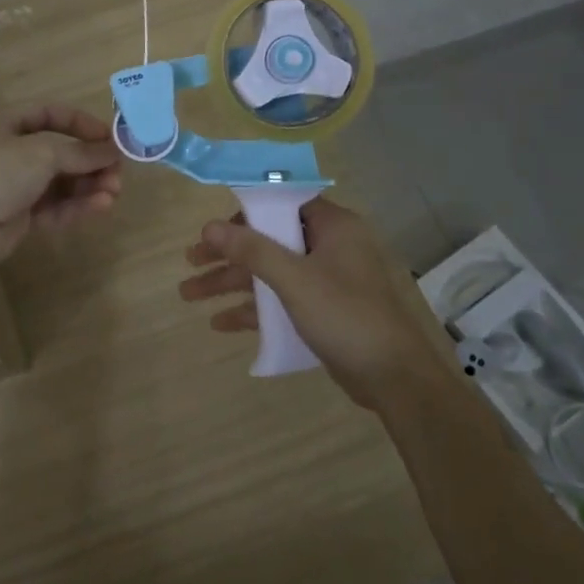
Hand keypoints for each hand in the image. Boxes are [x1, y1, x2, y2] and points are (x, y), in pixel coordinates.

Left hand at [0, 104, 122, 267]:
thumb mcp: (41, 152)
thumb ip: (80, 151)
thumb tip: (112, 150)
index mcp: (2, 123)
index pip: (48, 114)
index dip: (81, 124)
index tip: (110, 138)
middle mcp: (5, 151)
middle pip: (57, 152)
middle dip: (89, 161)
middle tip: (117, 172)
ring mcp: (10, 185)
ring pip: (57, 182)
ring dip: (87, 185)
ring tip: (114, 191)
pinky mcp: (15, 216)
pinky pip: (52, 206)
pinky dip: (76, 205)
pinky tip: (101, 206)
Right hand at [180, 199, 455, 408]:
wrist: (395, 379)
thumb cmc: (345, 315)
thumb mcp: (294, 279)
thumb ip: (252, 250)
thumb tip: (209, 226)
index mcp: (333, 226)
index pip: (282, 204)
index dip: (245, 212)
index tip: (213, 226)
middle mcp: (329, 246)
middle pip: (269, 240)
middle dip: (227, 254)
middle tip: (189, 261)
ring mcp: (326, 280)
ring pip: (270, 272)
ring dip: (232, 282)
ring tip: (188, 294)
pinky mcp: (323, 310)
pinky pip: (280, 300)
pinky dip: (253, 308)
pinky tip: (220, 322)